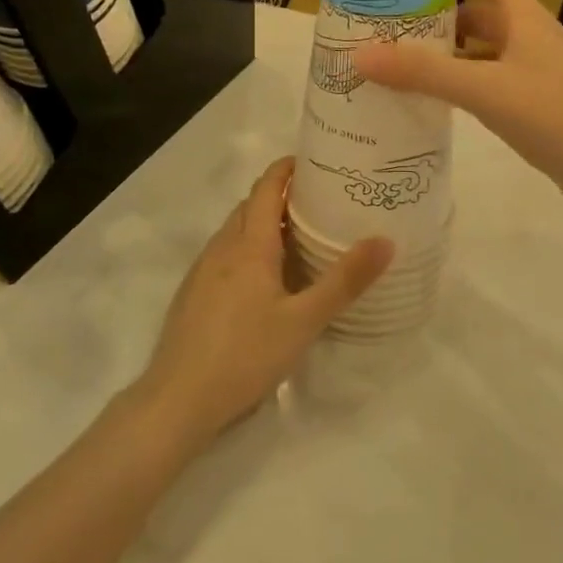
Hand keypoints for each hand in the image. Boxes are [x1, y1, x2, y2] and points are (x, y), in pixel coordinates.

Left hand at [136, 158, 391, 444]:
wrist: (177, 400)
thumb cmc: (245, 354)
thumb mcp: (304, 321)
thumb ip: (344, 281)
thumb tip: (385, 240)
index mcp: (249, 245)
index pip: (266, 188)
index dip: (286, 169)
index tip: (314, 162)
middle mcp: (222, 248)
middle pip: (251, 206)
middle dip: (280, 195)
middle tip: (319, 202)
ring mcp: (202, 271)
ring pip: (235, 231)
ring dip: (263, 223)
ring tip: (298, 237)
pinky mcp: (193, 294)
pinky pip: (224, 254)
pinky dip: (248, 248)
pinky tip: (264, 279)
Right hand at [353, 0, 562, 214]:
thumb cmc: (555, 115)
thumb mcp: (485, 89)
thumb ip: (425, 73)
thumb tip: (362, 55)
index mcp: (525, 19)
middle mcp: (531, 39)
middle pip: (484, 12)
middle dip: (444, 11)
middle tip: (400, 19)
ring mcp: (537, 73)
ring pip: (486, 51)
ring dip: (452, 51)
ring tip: (408, 60)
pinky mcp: (537, 105)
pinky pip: (491, 82)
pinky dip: (464, 83)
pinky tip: (440, 101)